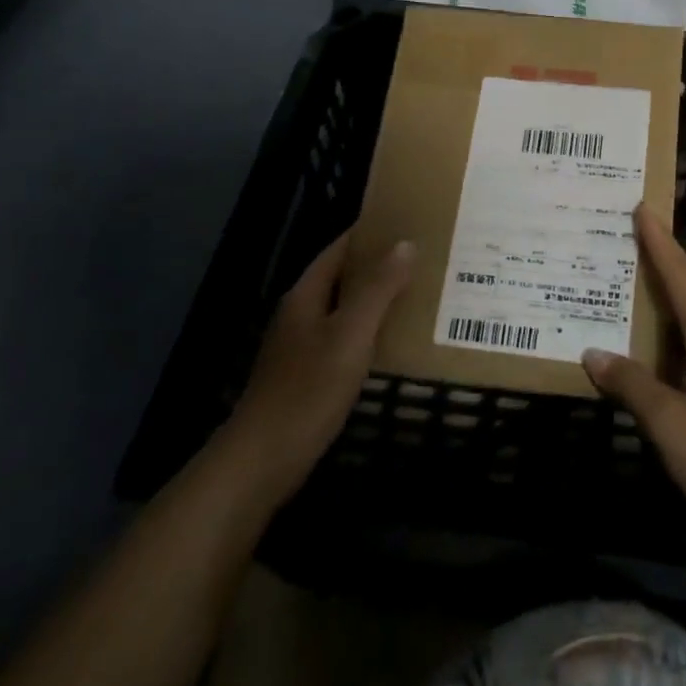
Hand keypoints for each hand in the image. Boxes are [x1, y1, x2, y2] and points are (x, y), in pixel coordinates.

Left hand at [223, 233, 413, 506]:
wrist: (261, 462)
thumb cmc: (307, 391)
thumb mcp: (350, 335)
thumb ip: (378, 289)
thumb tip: (405, 244)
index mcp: (306, 296)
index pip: (339, 250)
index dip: (369, 234)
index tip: (406, 223)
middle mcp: (300, 315)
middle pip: (342, 278)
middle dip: (378, 266)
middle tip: (423, 258)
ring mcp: (300, 348)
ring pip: (344, 310)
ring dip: (376, 300)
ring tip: (418, 294)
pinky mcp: (306, 377)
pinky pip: (344, 340)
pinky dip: (369, 332)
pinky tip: (394, 343)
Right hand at [582, 206, 685, 564]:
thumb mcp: (672, 426)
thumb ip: (633, 386)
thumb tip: (594, 353)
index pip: (684, 278)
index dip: (661, 243)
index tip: (644, 208)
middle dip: (659, 273)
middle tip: (624, 254)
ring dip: (665, 317)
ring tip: (630, 308)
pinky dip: (675, 351)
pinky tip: (656, 370)